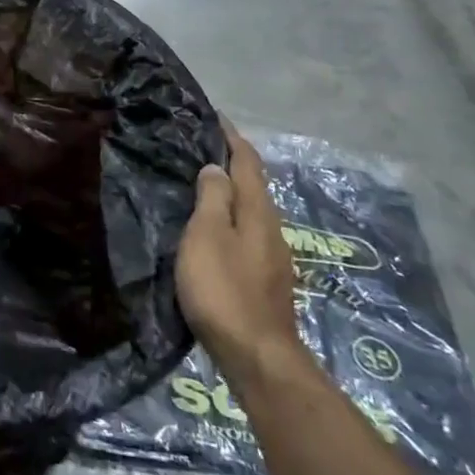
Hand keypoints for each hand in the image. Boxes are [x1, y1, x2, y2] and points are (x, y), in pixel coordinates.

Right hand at [176, 120, 305, 381]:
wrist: (257, 357)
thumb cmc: (224, 289)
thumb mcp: (208, 235)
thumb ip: (213, 198)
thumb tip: (216, 167)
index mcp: (258, 212)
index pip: (248, 163)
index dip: (232, 138)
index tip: (214, 116)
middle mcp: (271, 229)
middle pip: (253, 186)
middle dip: (232, 163)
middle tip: (201, 146)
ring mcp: (272, 258)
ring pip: (251, 211)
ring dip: (231, 192)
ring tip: (202, 184)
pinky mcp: (265, 281)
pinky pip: (247, 234)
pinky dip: (230, 218)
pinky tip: (214, 229)